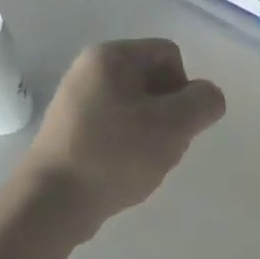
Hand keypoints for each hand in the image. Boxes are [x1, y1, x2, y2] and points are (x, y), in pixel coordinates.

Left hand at [26, 39, 225, 220]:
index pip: (170, 55)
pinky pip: (115, 126)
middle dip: (169, 112)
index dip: (184, 88)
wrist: (52, 203)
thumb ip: (204, 102)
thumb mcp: (174, 126)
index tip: (176, 123)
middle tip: (163, 146)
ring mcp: (76, 100)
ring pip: (137, 106)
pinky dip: (128, 145)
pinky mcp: (70, 129)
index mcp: (111, 56)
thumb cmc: (115, 155)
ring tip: (143, 163)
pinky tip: (124, 171)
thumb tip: (207, 97)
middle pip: (154, 80)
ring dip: (152, 132)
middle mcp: (89, 68)